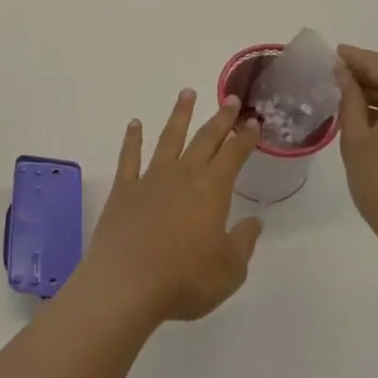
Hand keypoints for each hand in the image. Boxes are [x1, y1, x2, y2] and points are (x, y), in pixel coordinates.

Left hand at [79, 90, 263, 326]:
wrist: (126, 284)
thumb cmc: (184, 280)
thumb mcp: (229, 270)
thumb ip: (242, 242)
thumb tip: (254, 221)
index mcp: (211, 191)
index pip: (233, 156)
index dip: (245, 138)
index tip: (253, 122)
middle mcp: (183, 175)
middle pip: (204, 139)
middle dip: (220, 118)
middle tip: (229, 98)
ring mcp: (150, 178)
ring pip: (169, 138)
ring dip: (179, 115)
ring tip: (187, 93)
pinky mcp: (123, 188)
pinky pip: (129, 156)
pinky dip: (132, 138)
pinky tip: (134, 124)